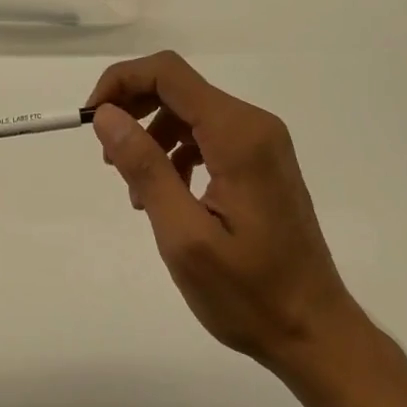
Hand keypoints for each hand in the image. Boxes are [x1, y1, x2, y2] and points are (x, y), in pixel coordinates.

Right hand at [87, 51, 362, 378]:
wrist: (315, 333)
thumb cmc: (249, 293)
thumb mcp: (184, 236)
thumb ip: (145, 167)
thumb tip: (106, 115)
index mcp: (237, 135)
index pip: (168, 74)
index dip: (121, 82)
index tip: (91, 119)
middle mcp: (253, 125)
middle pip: (177, 87)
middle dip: (132, 108)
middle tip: (106, 155)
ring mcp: (260, 142)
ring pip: (189, 111)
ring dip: (151, 135)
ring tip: (133, 187)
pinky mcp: (260, 161)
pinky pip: (206, 135)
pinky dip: (175, 151)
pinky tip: (164, 194)